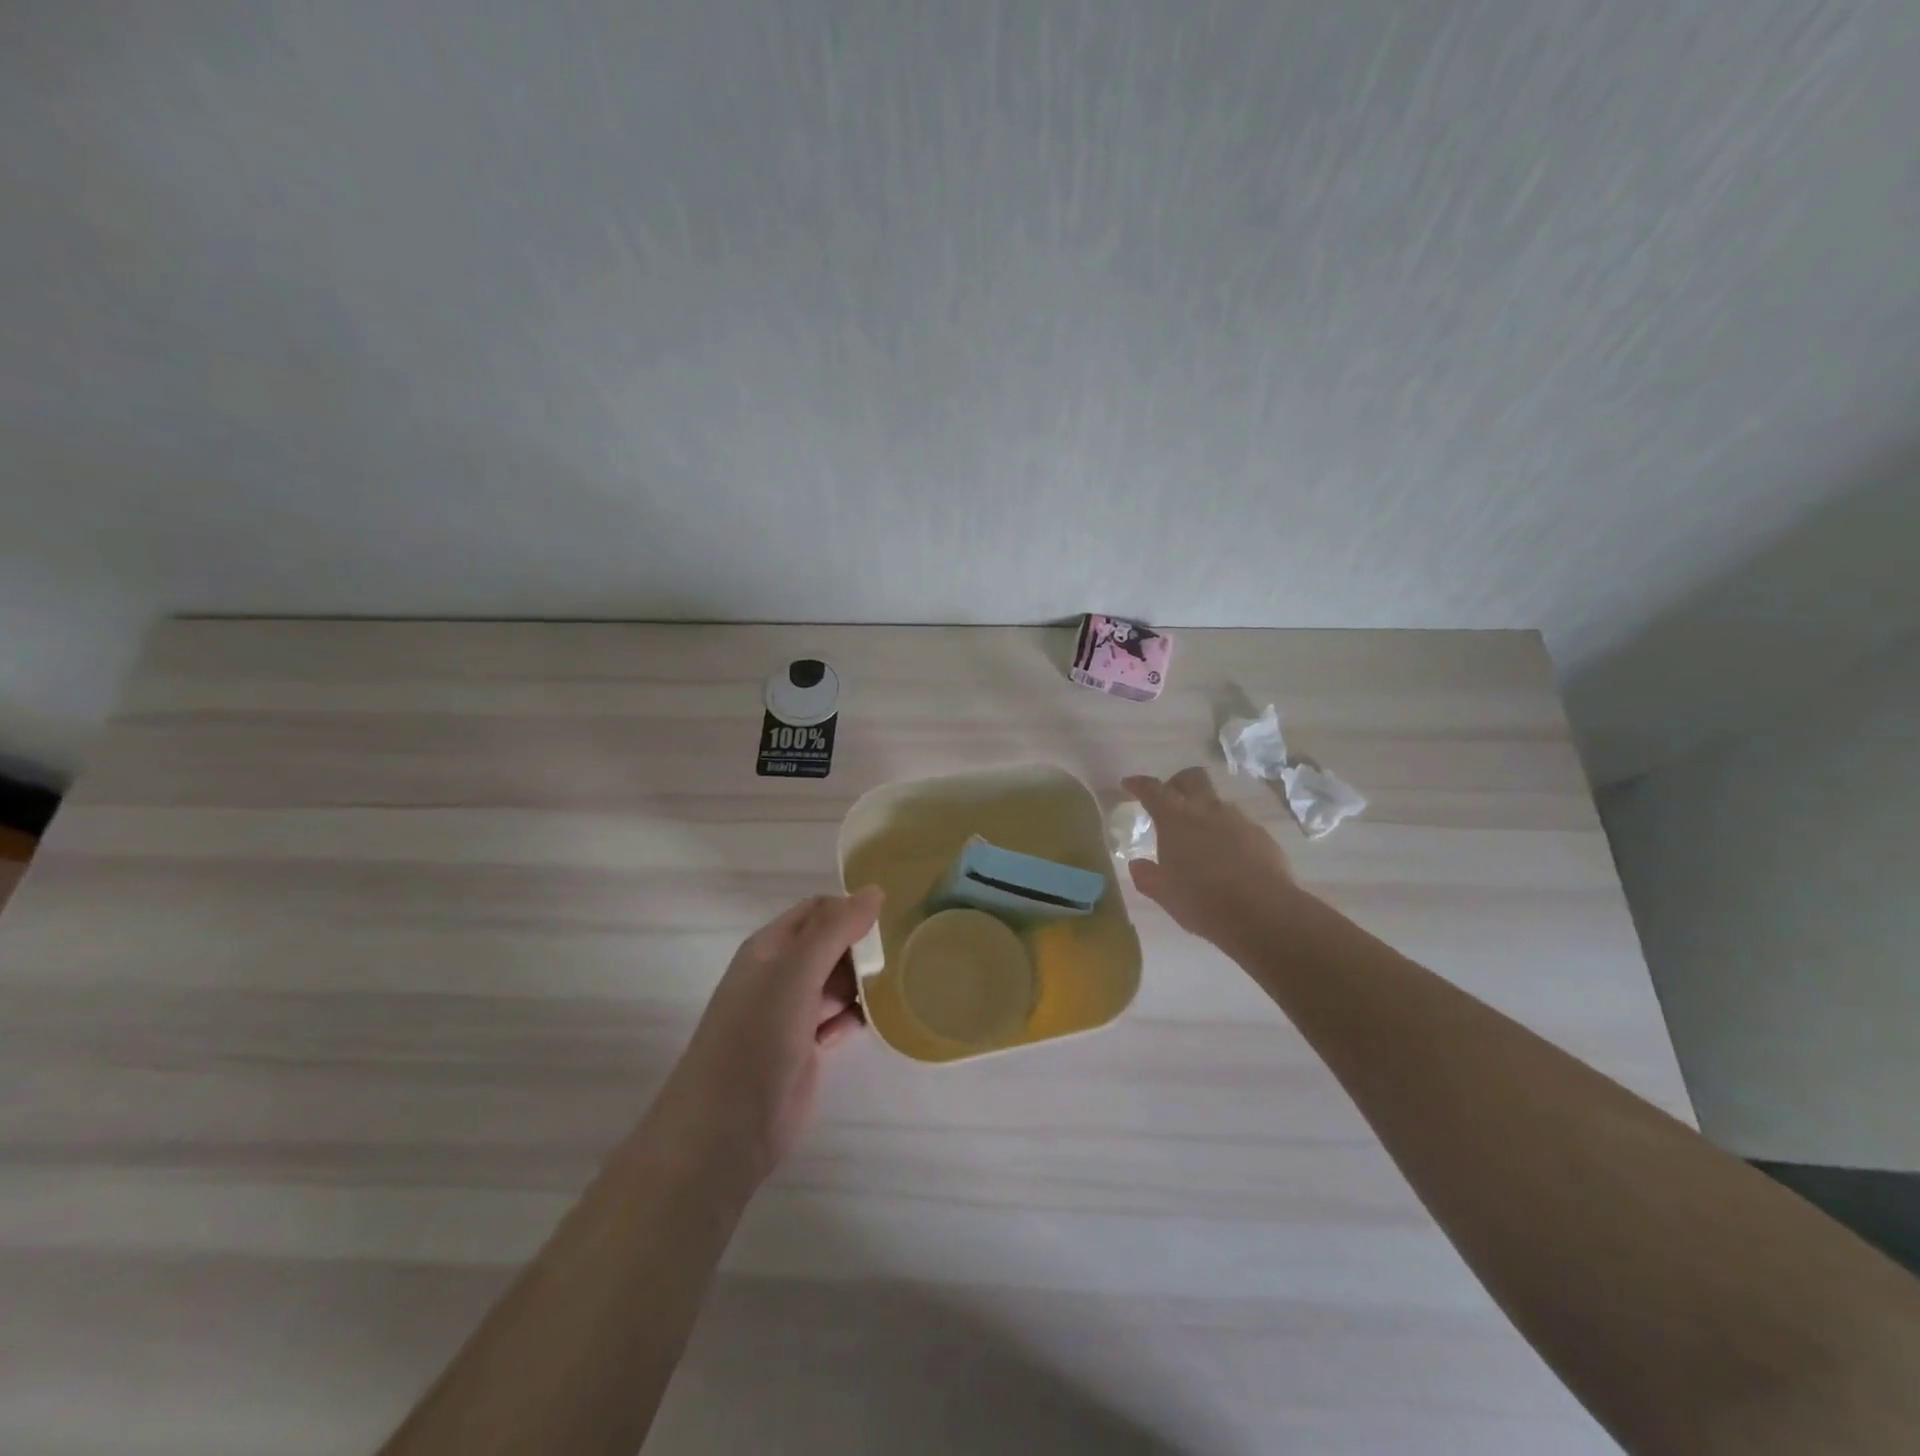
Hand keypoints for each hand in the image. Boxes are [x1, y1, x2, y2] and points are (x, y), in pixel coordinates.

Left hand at [657, 889, 881, 1183]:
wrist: (727, 1127)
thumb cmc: (757, 1036)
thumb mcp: (796, 972)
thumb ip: (835, 930)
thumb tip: (874, 891)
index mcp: (770, 947)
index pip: (817, 910)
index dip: (850, 909)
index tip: (892, 919)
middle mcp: (779, 974)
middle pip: (830, 945)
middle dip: (862, 947)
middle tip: (905, 953)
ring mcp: (791, 1013)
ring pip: (836, 983)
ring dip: (863, 982)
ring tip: (901, 984)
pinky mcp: (804, 1048)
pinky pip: (838, 1018)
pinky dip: (856, 1016)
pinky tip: (878, 1021)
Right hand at [1122, 767, 1301, 950]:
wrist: (1263, 913)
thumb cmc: (1202, 900)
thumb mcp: (1164, 893)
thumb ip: (1147, 876)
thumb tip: (1137, 864)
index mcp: (1175, 818)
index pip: (1152, 789)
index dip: (1138, 784)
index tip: (1129, 784)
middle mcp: (1206, 809)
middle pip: (1191, 778)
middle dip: (1176, 783)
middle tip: (1168, 802)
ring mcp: (1238, 819)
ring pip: (1216, 802)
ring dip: (1204, 812)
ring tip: (1199, 839)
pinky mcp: (1261, 835)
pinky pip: (1238, 825)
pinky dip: (1226, 833)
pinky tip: (1226, 857)